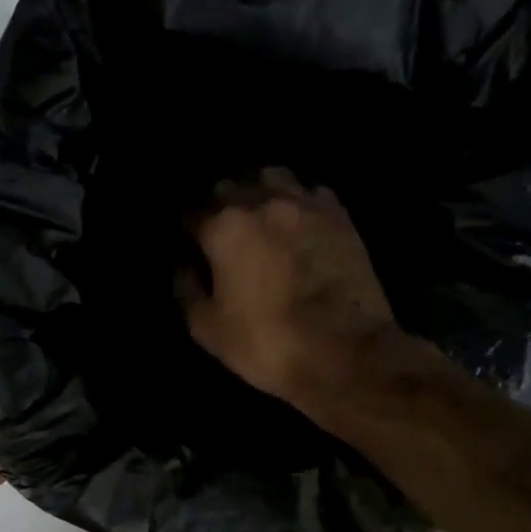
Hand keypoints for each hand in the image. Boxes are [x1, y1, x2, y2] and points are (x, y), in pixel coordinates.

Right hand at [179, 169, 431, 415]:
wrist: (346, 354)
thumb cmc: (267, 343)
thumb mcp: (208, 329)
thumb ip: (187, 290)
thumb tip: (184, 268)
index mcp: (225, 227)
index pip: (190, 213)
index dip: (184, 230)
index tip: (184, 243)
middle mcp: (263, 202)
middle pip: (229, 187)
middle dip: (218, 205)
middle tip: (218, 230)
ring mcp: (306, 204)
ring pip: (272, 178)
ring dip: (258, 193)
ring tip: (257, 215)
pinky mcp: (340, 216)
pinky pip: (309, 192)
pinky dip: (297, 201)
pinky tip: (295, 221)